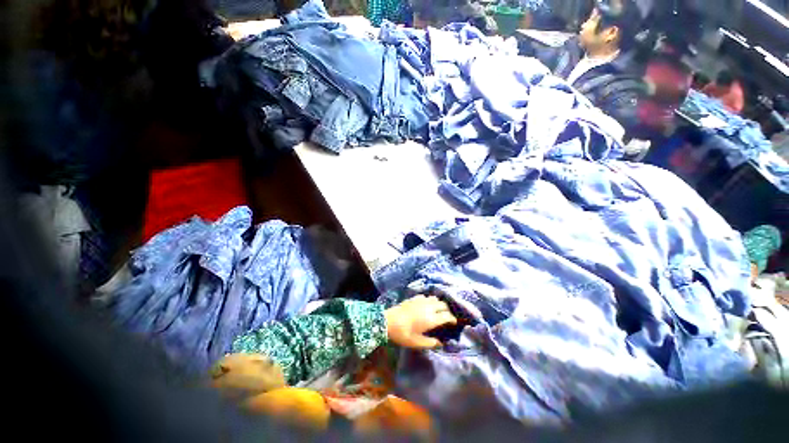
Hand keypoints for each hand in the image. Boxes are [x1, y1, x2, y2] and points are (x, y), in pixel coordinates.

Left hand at [384, 295, 457, 348]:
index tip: (454, 322)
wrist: (387, 321)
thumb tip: (440, 343)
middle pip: (443, 305)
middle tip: (446, 317)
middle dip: (447, 310)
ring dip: (439, 303)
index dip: (452, 319)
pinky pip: (426, 297)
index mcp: (431, 319)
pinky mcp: (414, 298)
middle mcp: (428, 307)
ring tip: (438, 310)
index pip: (447, 316)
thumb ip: (430, 343)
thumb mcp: (417, 343)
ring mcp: (421, 301)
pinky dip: (429, 300)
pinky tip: (426, 305)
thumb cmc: (403, 334)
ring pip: (435, 298)